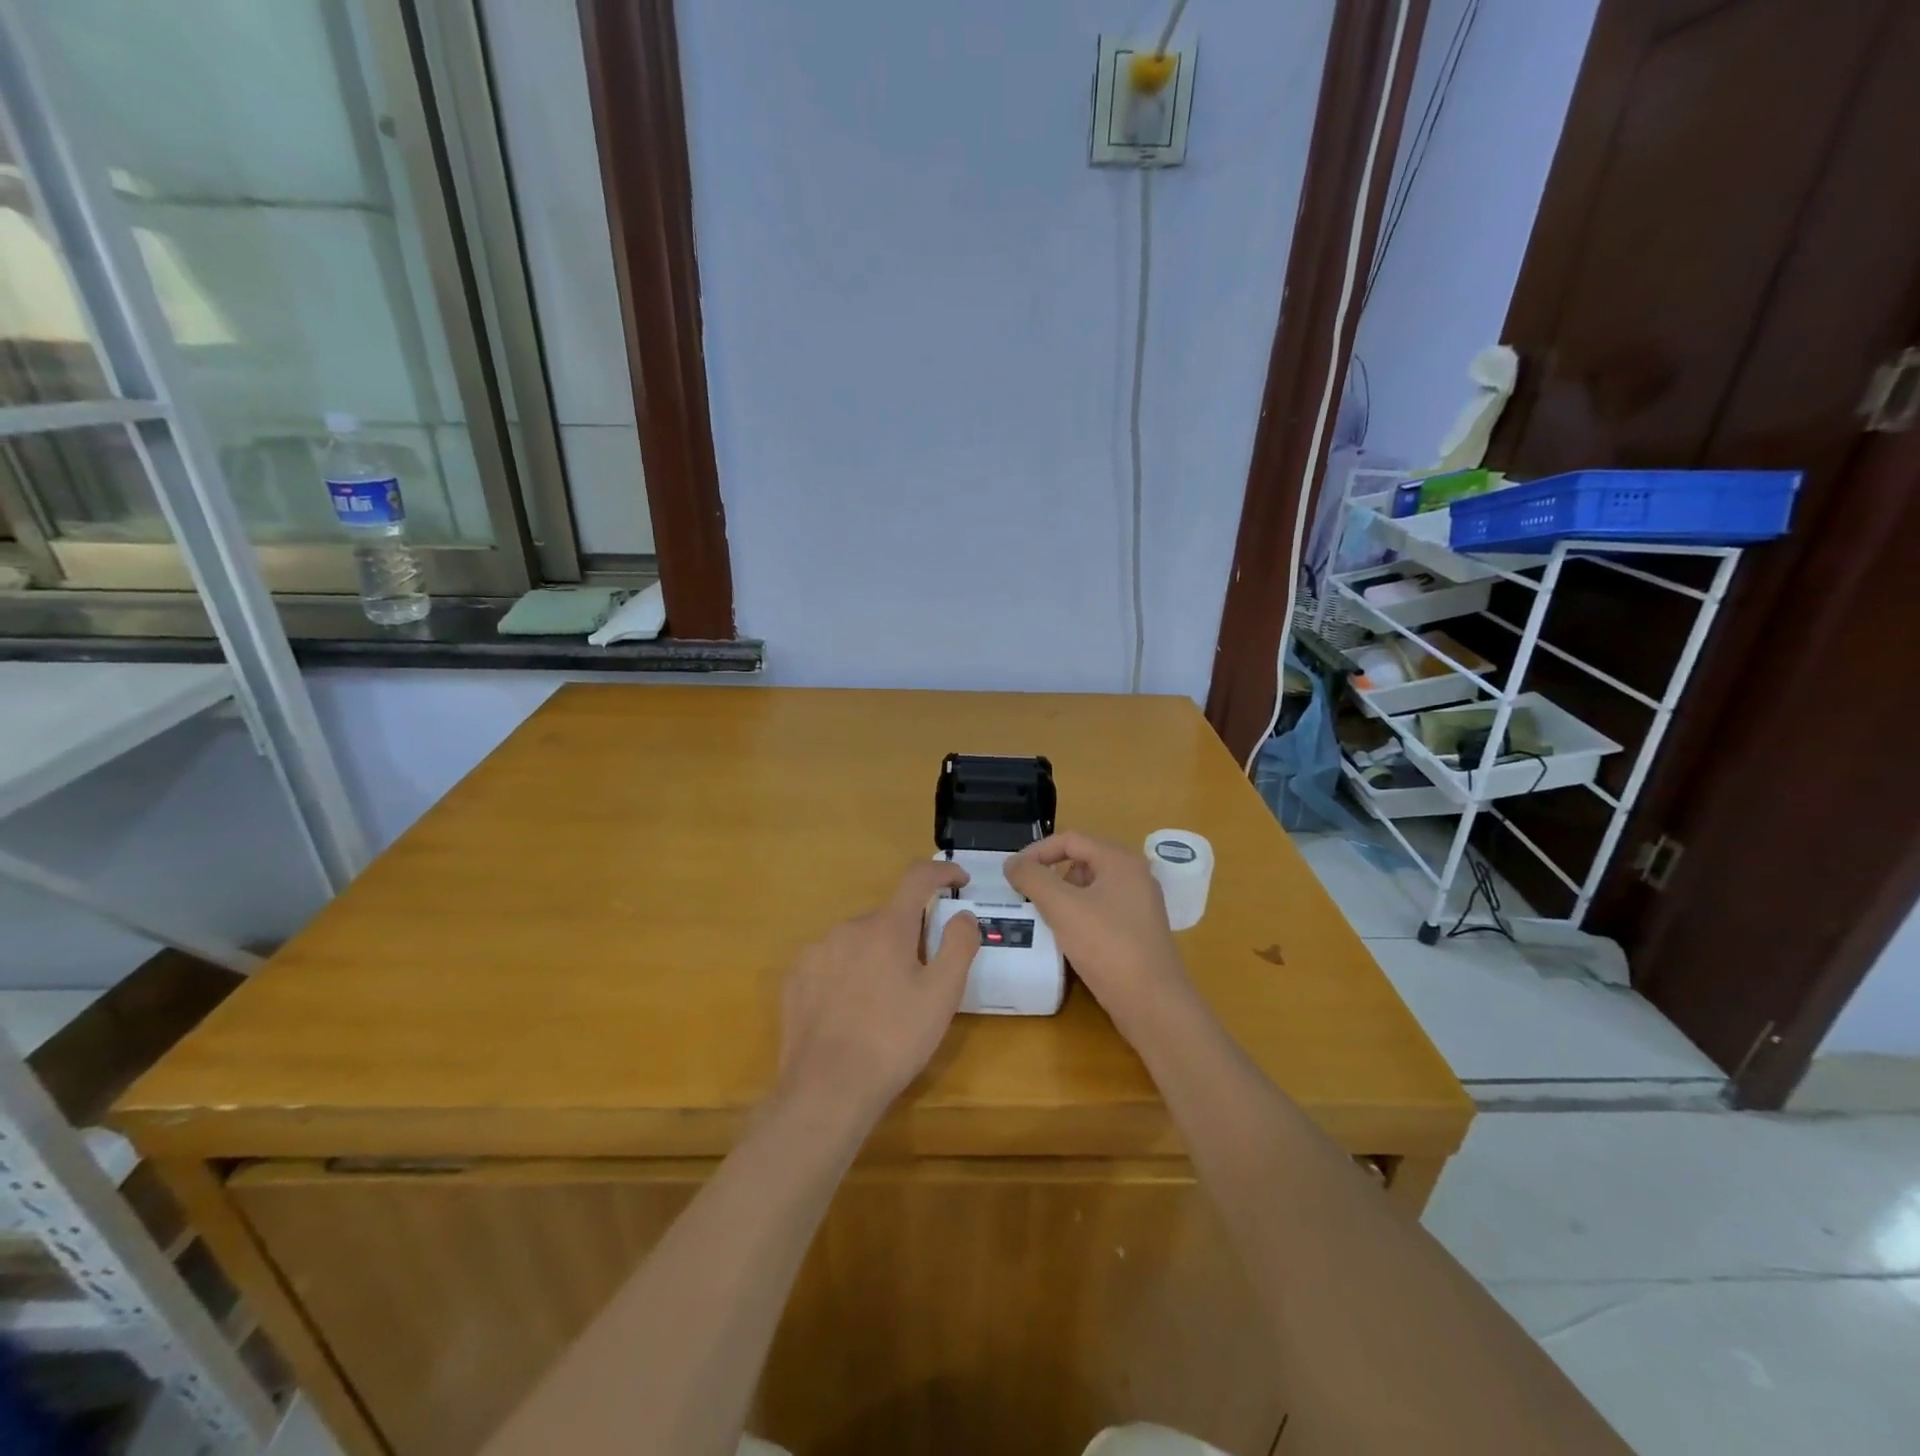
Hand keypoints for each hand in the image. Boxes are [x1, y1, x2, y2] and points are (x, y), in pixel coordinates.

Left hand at [776, 860, 978, 1120]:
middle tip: (921, 977)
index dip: (942, 872)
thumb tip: (963, 914)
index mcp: (887, 926)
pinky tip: (850, 1011)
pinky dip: (846, 973)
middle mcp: (849, 927)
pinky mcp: (795, 978)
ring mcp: (816, 951)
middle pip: (888, 918)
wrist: (828, 1089)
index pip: (917, 878)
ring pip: (858, 941)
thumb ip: (959, 945)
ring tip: (883, 1002)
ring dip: (876, 956)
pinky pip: (830, 962)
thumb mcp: (942, 995)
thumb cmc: (894, 1039)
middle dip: (908, 936)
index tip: (959, 881)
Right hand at [1005, 831, 1191, 1034]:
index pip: (1070, 840)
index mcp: (1120, 860)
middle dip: (1050, 874)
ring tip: (1043, 918)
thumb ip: (1032, 878)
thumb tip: (1012, 862)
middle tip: (1027, 896)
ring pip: (1090, 887)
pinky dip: (1079, 915)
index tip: (1013, 874)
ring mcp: (1140, 904)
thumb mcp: (1061, 907)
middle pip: (1081, 860)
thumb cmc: (1107, 946)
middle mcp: (1134, 875)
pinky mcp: (1138, 930)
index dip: (1037, 852)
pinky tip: (1067, 938)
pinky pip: (1101, 910)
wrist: (1153, 1003)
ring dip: (1063, 897)